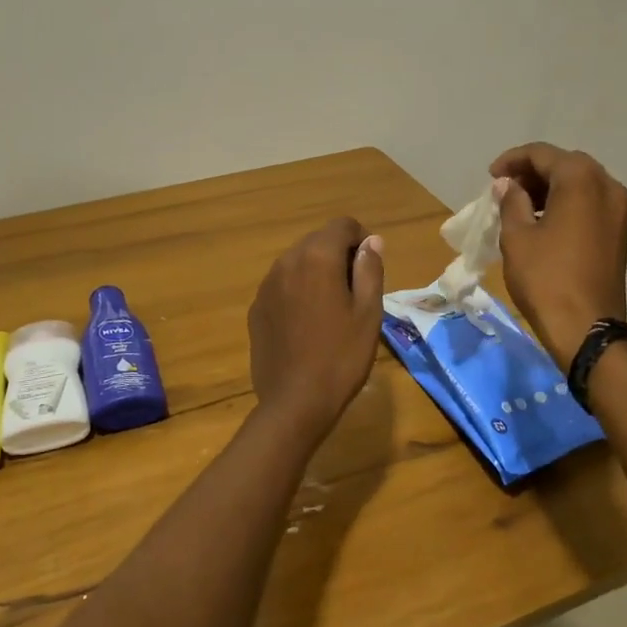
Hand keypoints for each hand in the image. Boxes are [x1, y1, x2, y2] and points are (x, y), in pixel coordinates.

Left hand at [248, 218, 385, 441]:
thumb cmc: (341, 356)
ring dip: (317, 272)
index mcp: (317, 257)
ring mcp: (266, 285)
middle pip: (317, 241)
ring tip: (332, 309)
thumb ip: (369, 269)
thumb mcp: (368, 312)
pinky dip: (298, 291)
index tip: (370, 267)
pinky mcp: (256, 308)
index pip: (342, 225)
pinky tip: (308, 324)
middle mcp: (286, 262)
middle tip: (355, 291)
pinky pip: (282, 285)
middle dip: (339, 254)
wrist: (295, 402)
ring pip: (298, 262)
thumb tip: (371, 241)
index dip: (362, 239)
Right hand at [490, 143, 626, 368]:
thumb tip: (508, 185)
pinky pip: (590, 203)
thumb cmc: (546, 278)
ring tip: (520, 205)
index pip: (542, 154)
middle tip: (505, 189)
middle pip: (565, 164)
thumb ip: (511, 201)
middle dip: (533, 172)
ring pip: (580, 183)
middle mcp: (607, 186)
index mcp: (581, 180)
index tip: (490, 177)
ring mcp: (618, 209)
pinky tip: (544, 221)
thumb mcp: (517, 236)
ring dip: (550, 187)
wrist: (587, 328)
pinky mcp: (619, 231)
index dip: (512, 160)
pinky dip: (566, 203)